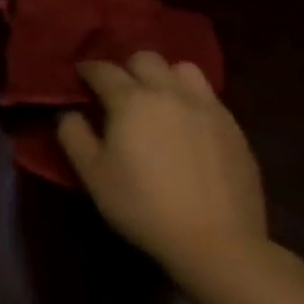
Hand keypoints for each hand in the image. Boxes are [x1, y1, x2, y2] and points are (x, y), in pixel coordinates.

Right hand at [59, 52, 267, 278]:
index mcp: (131, 100)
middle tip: (120, 93)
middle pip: (145, 59)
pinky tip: (187, 126)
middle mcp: (168, 93)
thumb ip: (73, 135)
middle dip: (127, 69)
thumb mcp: (92, 174)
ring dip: (165, 77)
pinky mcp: (234, 129)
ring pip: (183, 69)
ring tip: (159, 101)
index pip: (102, 69)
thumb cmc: (144, 206)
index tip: (80, 80)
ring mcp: (206, 109)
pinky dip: (192, 100)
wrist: (218, 244)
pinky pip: (209, 97)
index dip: (87, 71)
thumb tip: (69, 113)